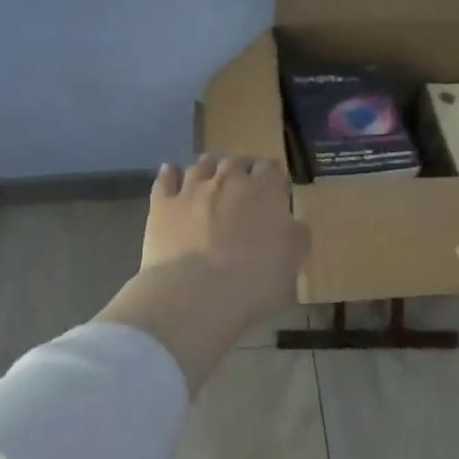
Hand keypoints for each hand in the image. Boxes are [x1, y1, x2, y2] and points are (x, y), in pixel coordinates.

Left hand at [99, 157, 309, 394]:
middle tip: (239, 188)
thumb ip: (295, 238)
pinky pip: (165, 178)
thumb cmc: (254, 284)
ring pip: (201, 166)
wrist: (196, 296)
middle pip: (235, 162)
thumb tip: (293, 226)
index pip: (270, 168)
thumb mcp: (292, 266)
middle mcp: (228, 180)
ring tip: (208, 177)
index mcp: (265, 191)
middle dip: (239, 171)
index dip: (270, 178)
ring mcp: (192, 189)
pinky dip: (170, 173)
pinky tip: (171, 173)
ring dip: (207, 169)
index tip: (270, 191)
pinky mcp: (162, 204)